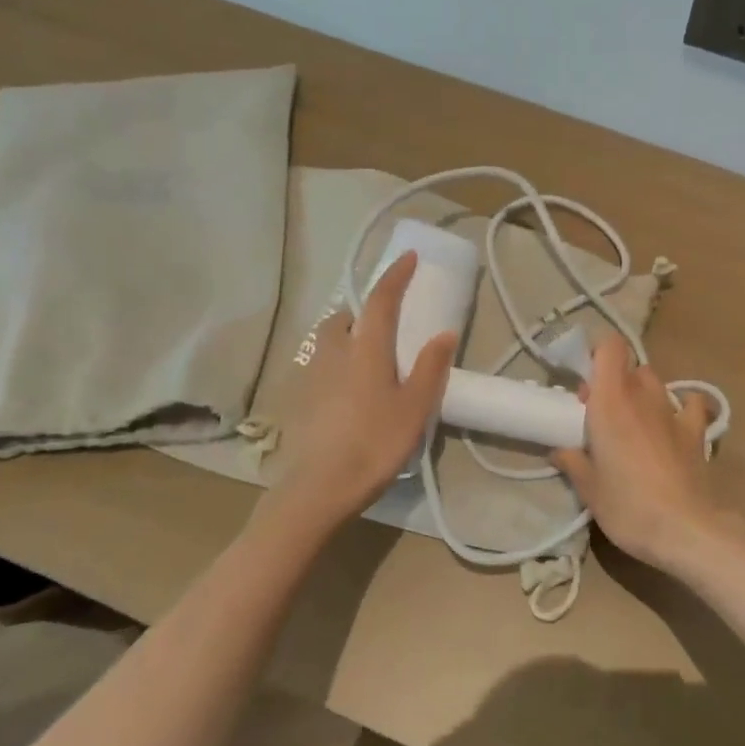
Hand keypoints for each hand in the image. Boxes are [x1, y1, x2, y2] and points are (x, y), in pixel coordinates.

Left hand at [270, 251, 456, 522]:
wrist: (319, 487)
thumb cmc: (375, 444)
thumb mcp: (414, 408)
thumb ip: (430, 368)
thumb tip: (444, 333)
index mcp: (365, 349)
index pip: (380, 300)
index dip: (394, 276)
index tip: (407, 258)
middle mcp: (334, 352)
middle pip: (345, 316)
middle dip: (364, 308)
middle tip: (385, 319)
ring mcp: (312, 374)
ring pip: (328, 339)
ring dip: (347, 333)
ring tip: (367, 352)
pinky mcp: (300, 397)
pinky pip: (320, 363)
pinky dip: (336, 359)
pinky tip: (348, 386)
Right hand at [551, 336, 725, 570]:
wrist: (685, 529)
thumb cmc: (628, 506)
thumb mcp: (589, 489)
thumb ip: (573, 462)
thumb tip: (560, 450)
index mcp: (610, 401)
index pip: (610, 347)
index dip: (597, 354)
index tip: (584, 381)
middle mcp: (643, 396)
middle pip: (629, 366)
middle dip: (614, 381)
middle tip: (600, 413)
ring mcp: (673, 412)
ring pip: (656, 382)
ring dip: (642, 393)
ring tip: (633, 422)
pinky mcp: (697, 432)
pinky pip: (690, 404)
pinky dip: (682, 406)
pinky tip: (673, 425)